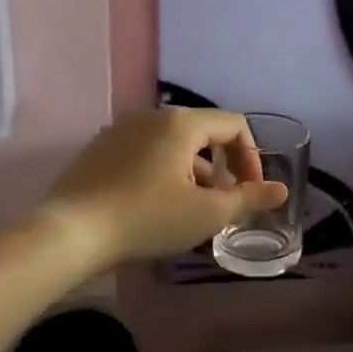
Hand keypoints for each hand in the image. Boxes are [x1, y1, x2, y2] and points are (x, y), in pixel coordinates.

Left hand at [44, 109, 287, 267]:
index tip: (250, 192)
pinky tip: (156, 211)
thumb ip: (249, 199)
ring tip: (191, 214)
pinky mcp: (98, 152)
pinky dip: (163, 176)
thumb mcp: (208, 214)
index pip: (233, 124)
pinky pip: (145, 156)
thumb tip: (281, 191)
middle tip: (222, 207)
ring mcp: (119, 132)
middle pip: (202, 136)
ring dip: (193, 176)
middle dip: (221, 171)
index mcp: (180, 124)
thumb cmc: (149, 218)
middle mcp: (149, 118)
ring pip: (172, 148)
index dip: (252, 157)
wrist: (71, 233)